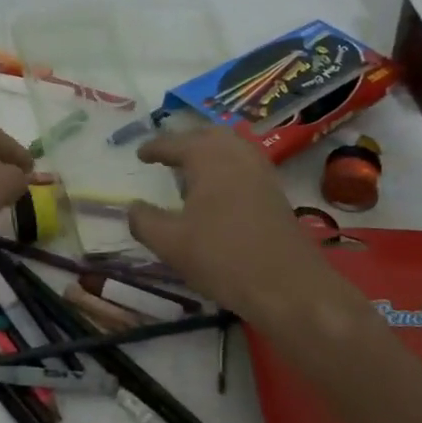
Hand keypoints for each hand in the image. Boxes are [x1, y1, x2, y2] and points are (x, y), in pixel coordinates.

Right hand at [128, 127, 341, 324]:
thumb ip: (144, 220)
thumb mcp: (170, 243)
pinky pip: (244, 165)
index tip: (139, 154)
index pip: (174, 143)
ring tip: (189, 172)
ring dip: (208, 152)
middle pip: (207, 135)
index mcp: (208, 158)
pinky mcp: (275, 192)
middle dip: (184, 141)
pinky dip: (225, 167)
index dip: (154, 148)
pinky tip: (216, 192)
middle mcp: (237, 154)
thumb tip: (133, 207)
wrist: (288, 287)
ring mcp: (261, 172)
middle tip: (166, 157)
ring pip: (231, 147)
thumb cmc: (222, 257)